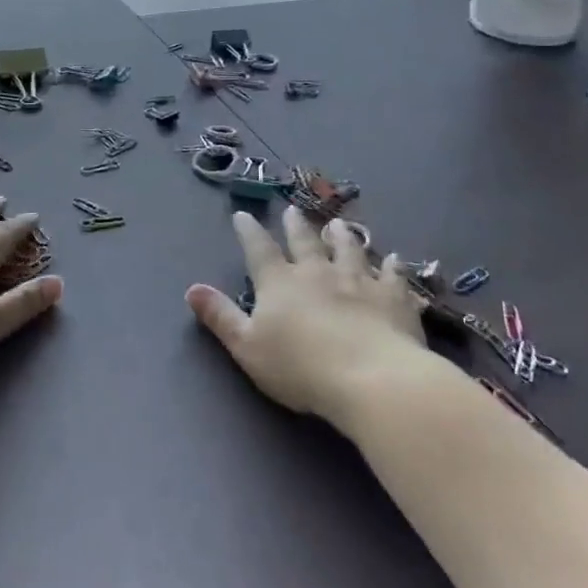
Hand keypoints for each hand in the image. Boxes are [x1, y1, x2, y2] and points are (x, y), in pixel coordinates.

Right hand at [188, 209, 427, 425]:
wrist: (371, 378)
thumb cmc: (301, 368)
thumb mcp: (247, 347)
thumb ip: (221, 316)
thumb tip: (192, 289)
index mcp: (280, 283)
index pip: (259, 249)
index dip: (249, 232)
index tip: (244, 215)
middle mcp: (317, 272)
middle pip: (305, 242)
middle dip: (295, 226)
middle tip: (292, 210)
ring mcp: (358, 281)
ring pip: (349, 249)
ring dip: (342, 236)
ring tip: (338, 224)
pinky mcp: (392, 297)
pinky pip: (393, 275)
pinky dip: (393, 266)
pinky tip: (395, 259)